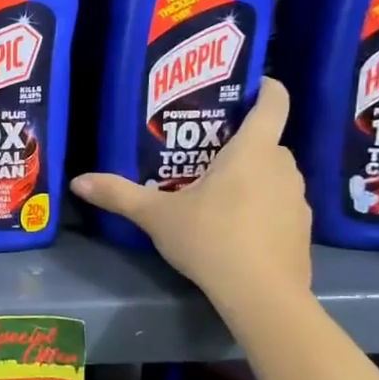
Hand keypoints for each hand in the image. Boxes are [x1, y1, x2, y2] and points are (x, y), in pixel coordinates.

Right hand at [69, 79, 311, 309]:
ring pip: (275, 174)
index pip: (273, 105)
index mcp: (252, 152)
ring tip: (219, 191)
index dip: (267, 88)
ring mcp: (297, 200)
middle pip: (268, 142)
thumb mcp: (156, 216)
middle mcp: (282, 168)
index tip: (254, 83)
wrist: (262, 295)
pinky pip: (281, 204)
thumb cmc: (211, 239)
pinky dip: (263, 206)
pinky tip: (237, 227)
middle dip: (242, 143)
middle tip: (207, 151)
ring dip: (254, 176)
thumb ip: (119, 194)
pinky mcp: (302, 230)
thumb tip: (77, 181)